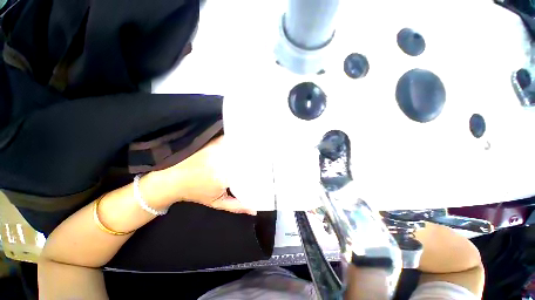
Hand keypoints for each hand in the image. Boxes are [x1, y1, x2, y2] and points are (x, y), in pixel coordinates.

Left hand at [143, 136, 255, 214]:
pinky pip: (231, 140)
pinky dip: (238, 141)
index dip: (261, 169)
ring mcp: (218, 149)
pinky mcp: (213, 142)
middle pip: (247, 156)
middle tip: (266, 158)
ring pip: (240, 147)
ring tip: (259, 148)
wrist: (173, 179)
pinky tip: (244, 141)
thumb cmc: (196, 193)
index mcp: (226, 176)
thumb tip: (255, 210)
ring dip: (249, 148)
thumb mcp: (217, 202)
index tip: (268, 170)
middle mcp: (224, 160)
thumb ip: (237, 206)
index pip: (250, 170)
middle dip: (258, 157)